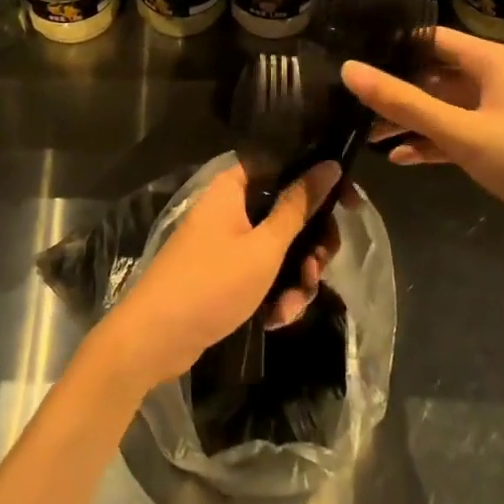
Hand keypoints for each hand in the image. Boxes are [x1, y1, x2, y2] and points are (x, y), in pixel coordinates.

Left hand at [101, 162, 341, 386]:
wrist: (154, 339)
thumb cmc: (211, 284)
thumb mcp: (264, 247)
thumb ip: (299, 206)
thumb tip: (330, 164)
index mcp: (234, 186)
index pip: (286, 165)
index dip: (320, 182)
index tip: (349, 206)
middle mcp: (231, 206)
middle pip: (288, 212)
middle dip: (310, 246)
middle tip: (318, 269)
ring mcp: (227, 241)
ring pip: (280, 248)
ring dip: (294, 278)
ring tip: (291, 306)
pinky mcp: (225, 272)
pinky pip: (262, 273)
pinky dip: (274, 293)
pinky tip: (275, 318)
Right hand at [341, 28, 503, 281]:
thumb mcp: (461, 130)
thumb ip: (403, 102)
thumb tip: (348, 69)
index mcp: (493, 62)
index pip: (432, 40)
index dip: (393, 47)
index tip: (351, 58)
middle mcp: (497, 81)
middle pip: (435, 76)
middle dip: (396, 90)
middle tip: (349, 102)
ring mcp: (502, 116)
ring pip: (444, 110)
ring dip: (410, 121)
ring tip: (364, 134)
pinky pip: (458, 138)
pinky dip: (431, 145)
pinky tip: (400, 159)